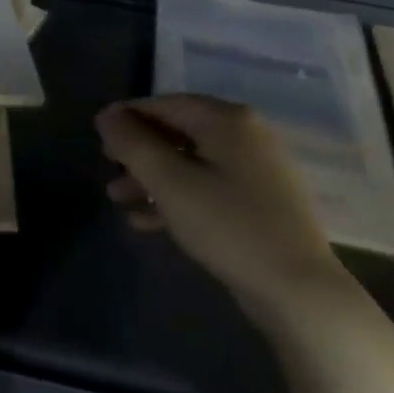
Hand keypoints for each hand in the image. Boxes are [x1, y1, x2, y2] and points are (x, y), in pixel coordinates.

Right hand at [95, 95, 339, 325]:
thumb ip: (133, 144)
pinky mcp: (259, 201)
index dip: (128, 115)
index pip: (166, 104)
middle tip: (107, 167)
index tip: (96, 132)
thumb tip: (107, 115)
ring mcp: (256, 169)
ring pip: (191, 163)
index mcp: (227, 120)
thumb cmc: (227, 225)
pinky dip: (177, 197)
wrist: (297, 289)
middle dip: (138, 151)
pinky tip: (146, 221)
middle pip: (178, 132)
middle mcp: (246, 135)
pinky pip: (208, 187)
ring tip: (118, 199)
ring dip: (152, 178)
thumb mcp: (169, 183)